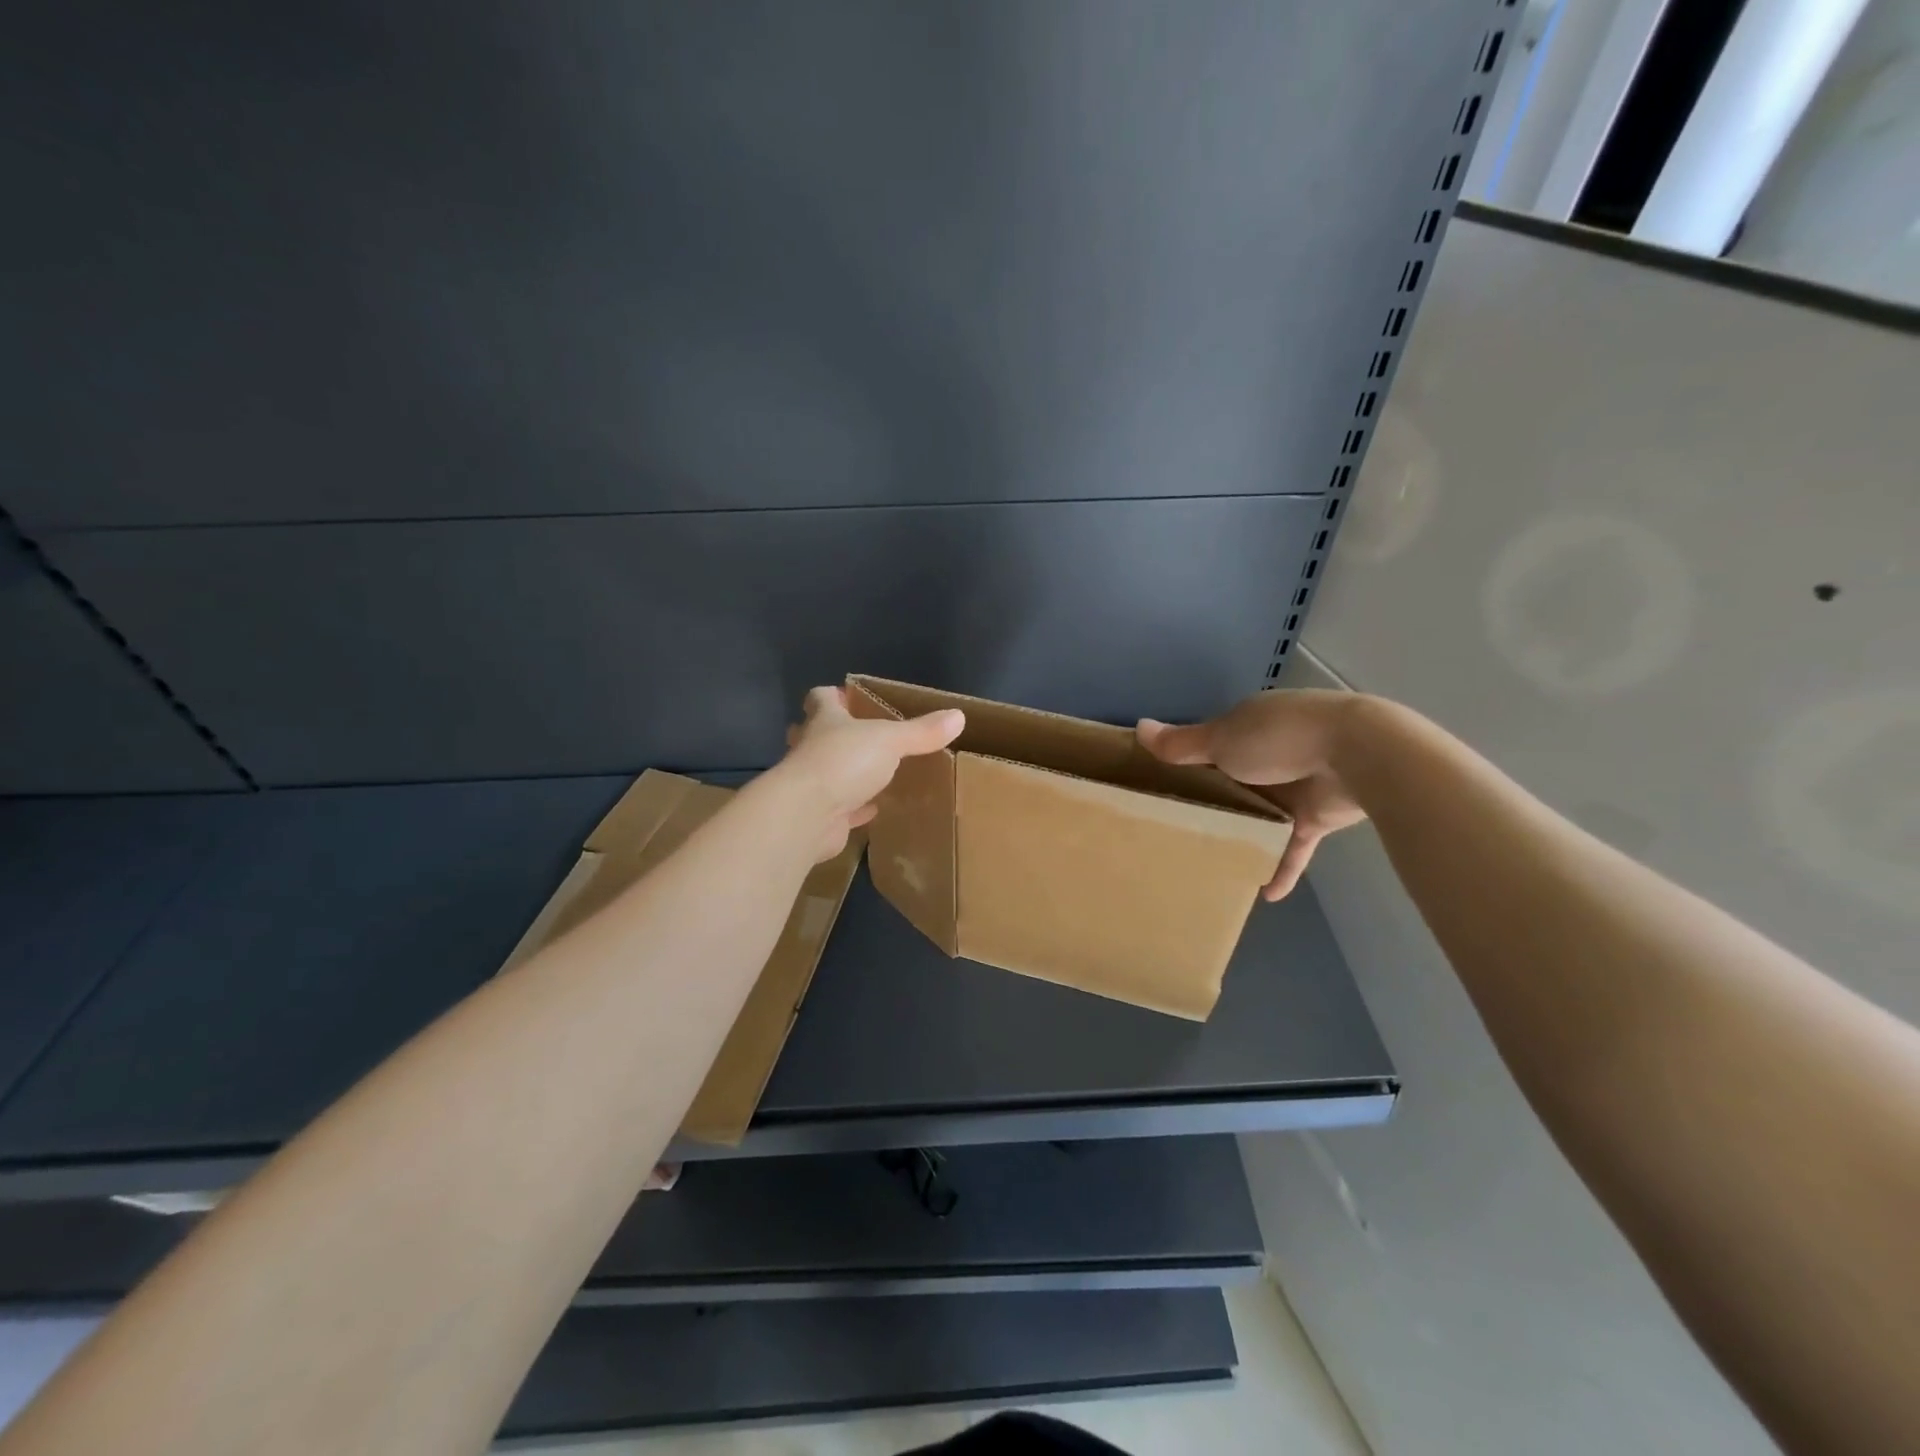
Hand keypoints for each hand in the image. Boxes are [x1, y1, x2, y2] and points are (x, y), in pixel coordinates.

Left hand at [774, 686, 965, 860]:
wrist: (807, 815)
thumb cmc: (843, 762)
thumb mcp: (890, 740)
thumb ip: (921, 731)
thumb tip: (958, 716)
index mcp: (825, 722)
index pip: (820, 699)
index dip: (831, 696)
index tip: (844, 696)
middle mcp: (812, 749)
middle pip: (814, 734)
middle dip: (829, 733)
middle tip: (853, 736)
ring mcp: (812, 784)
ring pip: (826, 772)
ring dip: (842, 772)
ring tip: (867, 772)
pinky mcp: (820, 816)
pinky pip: (840, 809)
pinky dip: (855, 808)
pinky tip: (872, 809)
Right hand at [1138, 690, 1367, 899]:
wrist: (1360, 754)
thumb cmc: (1279, 739)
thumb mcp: (1221, 740)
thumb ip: (1181, 744)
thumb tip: (1137, 727)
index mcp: (1247, 728)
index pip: (1211, 747)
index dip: (1189, 765)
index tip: (1164, 790)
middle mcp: (1271, 754)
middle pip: (1234, 783)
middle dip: (1214, 805)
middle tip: (1180, 833)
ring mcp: (1297, 786)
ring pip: (1262, 816)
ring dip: (1245, 836)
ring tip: (1213, 862)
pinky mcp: (1317, 817)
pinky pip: (1292, 846)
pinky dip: (1281, 867)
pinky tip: (1264, 893)